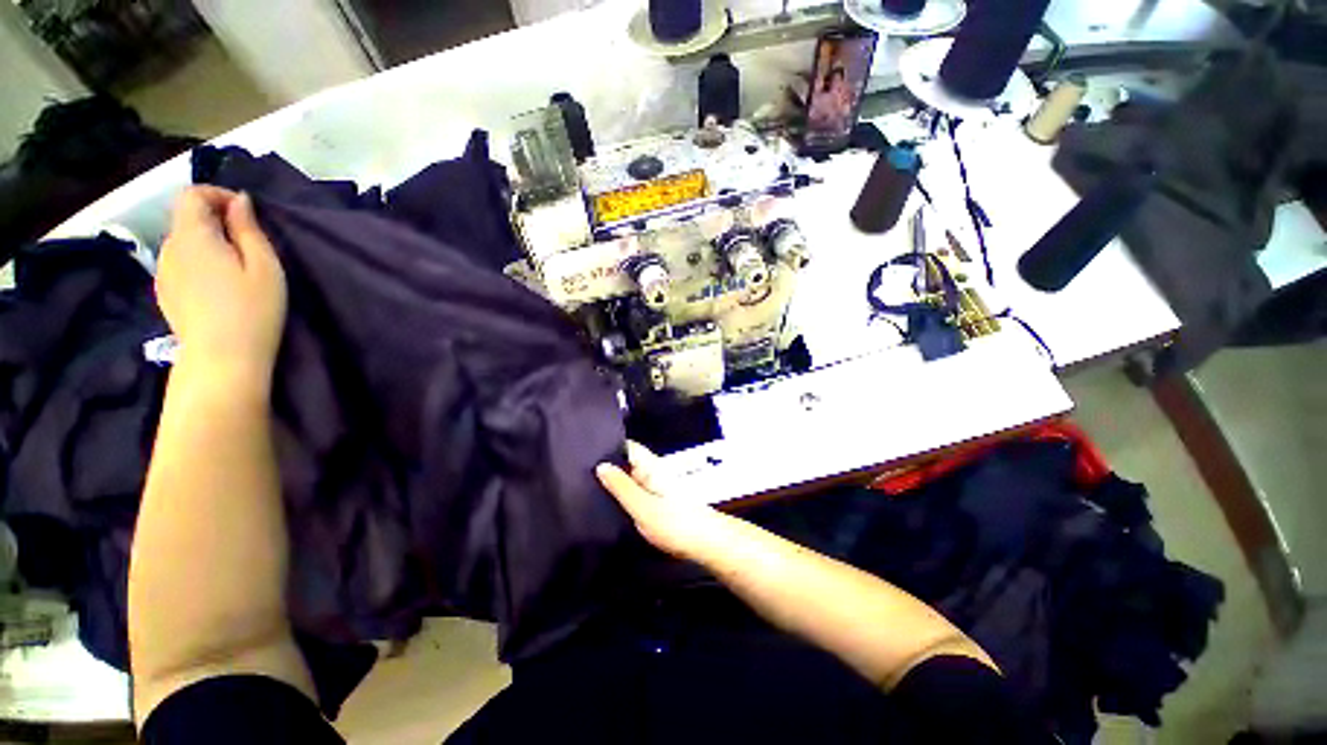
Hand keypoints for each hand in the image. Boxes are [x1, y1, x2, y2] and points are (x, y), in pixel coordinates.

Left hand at [157, 187, 286, 384]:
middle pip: (187, 218)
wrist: (222, 360)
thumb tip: (240, 202)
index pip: (192, 195)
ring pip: (184, 242)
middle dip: (216, 220)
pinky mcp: (165, 292)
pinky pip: (180, 263)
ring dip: (208, 242)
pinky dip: (199, 261)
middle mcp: (170, 248)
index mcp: (193, 236)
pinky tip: (219, 285)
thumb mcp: (265, 267)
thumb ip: (249, 229)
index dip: (219, 195)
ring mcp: (164, 272)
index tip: (247, 215)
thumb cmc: (252, 310)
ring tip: (236, 267)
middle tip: (249, 244)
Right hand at [596, 442, 730, 561]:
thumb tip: (600, 464)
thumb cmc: (674, 522)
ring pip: (630, 478)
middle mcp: (653, 471)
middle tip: (576, 471)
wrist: (705, 542)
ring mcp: (655, 486)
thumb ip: (621, 486)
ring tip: (584, 485)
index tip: (583, 449)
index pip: (627, 446)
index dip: (607, 444)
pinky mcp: (657, 502)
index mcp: (651, 466)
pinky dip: (622, 495)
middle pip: (626, 461)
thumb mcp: (642, 506)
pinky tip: (606, 503)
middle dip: (606, 465)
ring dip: (613, 481)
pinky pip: (635, 492)